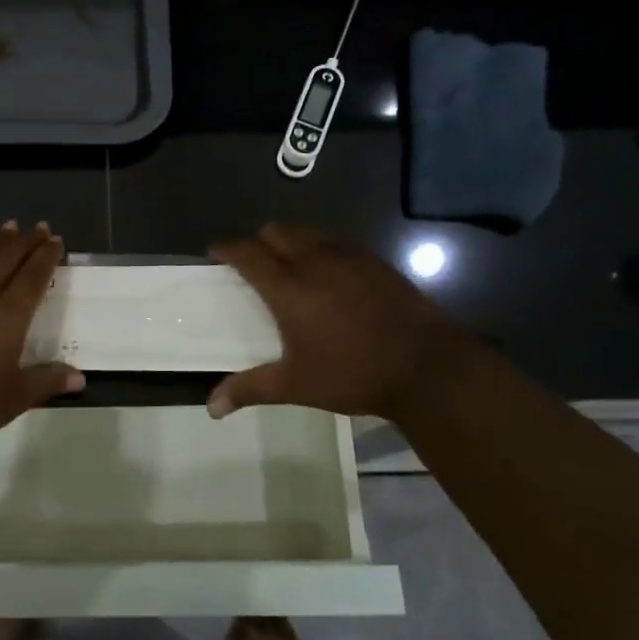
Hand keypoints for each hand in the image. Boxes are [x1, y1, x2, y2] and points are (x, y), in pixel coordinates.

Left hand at [0, 221, 83, 457]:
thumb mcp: (11, 399)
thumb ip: (46, 382)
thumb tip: (80, 377)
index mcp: (8, 316)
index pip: (34, 276)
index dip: (46, 256)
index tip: (55, 240)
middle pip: (7, 256)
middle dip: (26, 240)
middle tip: (38, 227)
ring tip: (8, 226)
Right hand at [206, 223, 468, 419]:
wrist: (427, 367)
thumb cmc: (352, 374)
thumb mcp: (296, 385)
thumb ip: (250, 389)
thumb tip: (211, 407)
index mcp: (289, 287)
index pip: (248, 252)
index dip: (226, 248)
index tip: (214, 252)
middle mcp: (315, 261)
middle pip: (276, 231)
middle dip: (259, 241)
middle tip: (255, 265)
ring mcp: (349, 257)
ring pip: (308, 232)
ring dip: (291, 241)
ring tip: (291, 267)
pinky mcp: (375, 261)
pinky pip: (337, 242)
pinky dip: (322, 250)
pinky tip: (330, 277)